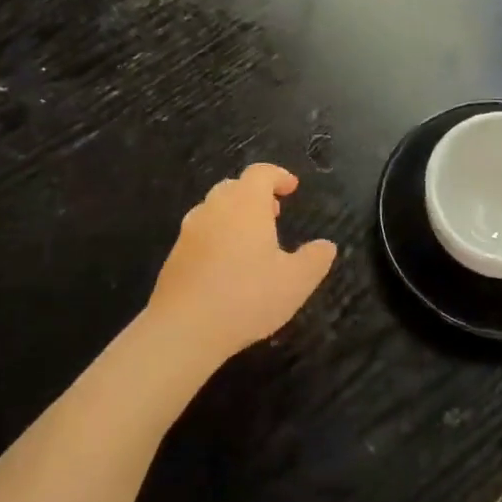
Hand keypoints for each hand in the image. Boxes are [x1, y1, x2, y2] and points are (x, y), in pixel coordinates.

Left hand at [144, 163, 336, 360]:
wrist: (184, 328)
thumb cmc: (247, 297)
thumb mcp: (296, 282)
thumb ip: (314, 259)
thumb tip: (326, 246)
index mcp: (245, 204)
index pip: (260, 173)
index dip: (278, 176)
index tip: (292, 187)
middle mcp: (214, 208)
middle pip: (234, 187)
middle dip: (255, 194)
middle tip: (274, 213)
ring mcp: (189, 231)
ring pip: (213, 209)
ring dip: (234, 215)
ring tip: (251, 240)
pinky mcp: (175, 255)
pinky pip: (200, 234)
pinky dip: (217, 237)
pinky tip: (227, 266)